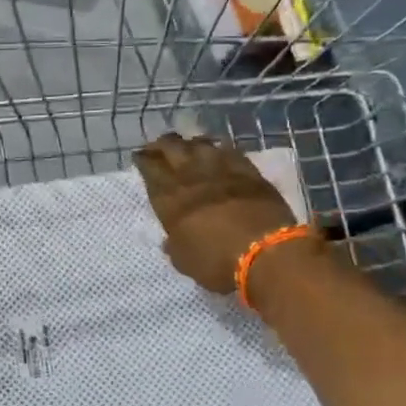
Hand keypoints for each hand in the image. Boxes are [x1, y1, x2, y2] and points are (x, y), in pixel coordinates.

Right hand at [135, 134, 309, 293]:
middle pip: (171, 147)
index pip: (149, 168)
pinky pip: (229, 150)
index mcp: (169, 198)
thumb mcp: (184, 260)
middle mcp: (191, 176)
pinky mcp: (248, 170)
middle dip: (161, 144)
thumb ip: (175, 245)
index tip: (140, 157)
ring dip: (189, 143)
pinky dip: (219, 148)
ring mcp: (221, 169)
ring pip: (199, 143)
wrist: (265, 251)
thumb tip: (170, 240)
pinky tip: (218, 150)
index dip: (143, 159)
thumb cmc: (217, 261)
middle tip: (158, 147)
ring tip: (187, 146)